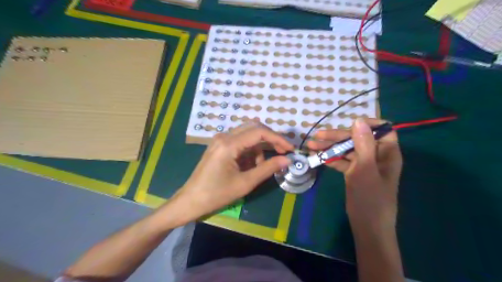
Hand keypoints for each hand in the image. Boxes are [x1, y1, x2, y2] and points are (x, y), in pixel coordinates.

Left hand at [169, 122, 294, 225]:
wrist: (190, 201)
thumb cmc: (216, 194)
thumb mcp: (245, 183)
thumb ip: (267, 168)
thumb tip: (287, 159)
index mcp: (229, 144)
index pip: (259, 132)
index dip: (277, 139)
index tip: (290, 149)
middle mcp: (224, 136)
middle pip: (254, 128)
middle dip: (270, 140)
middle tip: (282, 153)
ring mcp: (220, 140)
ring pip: (248, 135)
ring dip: (259, 148)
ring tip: (260, 167)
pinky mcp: (219, 146)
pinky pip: (240, 142)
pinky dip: (249, 151)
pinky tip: (249, 166)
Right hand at [306, 118, 402, 232]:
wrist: (367, 226)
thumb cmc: (370, 198)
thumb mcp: (366, 169)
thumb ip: (363, 144)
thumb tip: (358, 120)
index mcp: (386, 152)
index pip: (381, 129)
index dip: (367, 124)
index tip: (348, 123)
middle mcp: (375, 155)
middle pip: (356, 139)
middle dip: (337, 137)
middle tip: (317, 136)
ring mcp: (363, 164)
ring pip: (346, 150)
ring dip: (329, 147)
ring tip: (311, 146)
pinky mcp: (353, 172)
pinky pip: (342, 161)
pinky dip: (330, 158)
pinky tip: (316, 157)